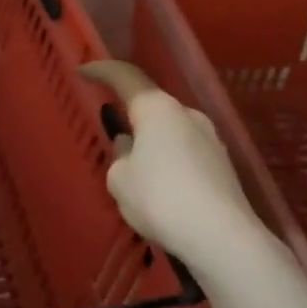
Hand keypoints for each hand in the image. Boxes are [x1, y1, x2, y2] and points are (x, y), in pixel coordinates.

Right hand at [82, 60, 263, 271]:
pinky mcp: (223, 166)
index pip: (125, 77)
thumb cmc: (161, 199)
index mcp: (157, 109)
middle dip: (131, 117)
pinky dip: (169, 163)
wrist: (222, 237)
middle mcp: (187, 114)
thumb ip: (119, 157)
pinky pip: (186, 154)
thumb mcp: (120, 180)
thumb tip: (130, 147)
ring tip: (136, 173)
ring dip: (152, 143)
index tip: (83, 70)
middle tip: (111, 135)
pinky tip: (162, 191)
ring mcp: (211, 139)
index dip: (102, 71)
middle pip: (152, 106)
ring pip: (171, 132)